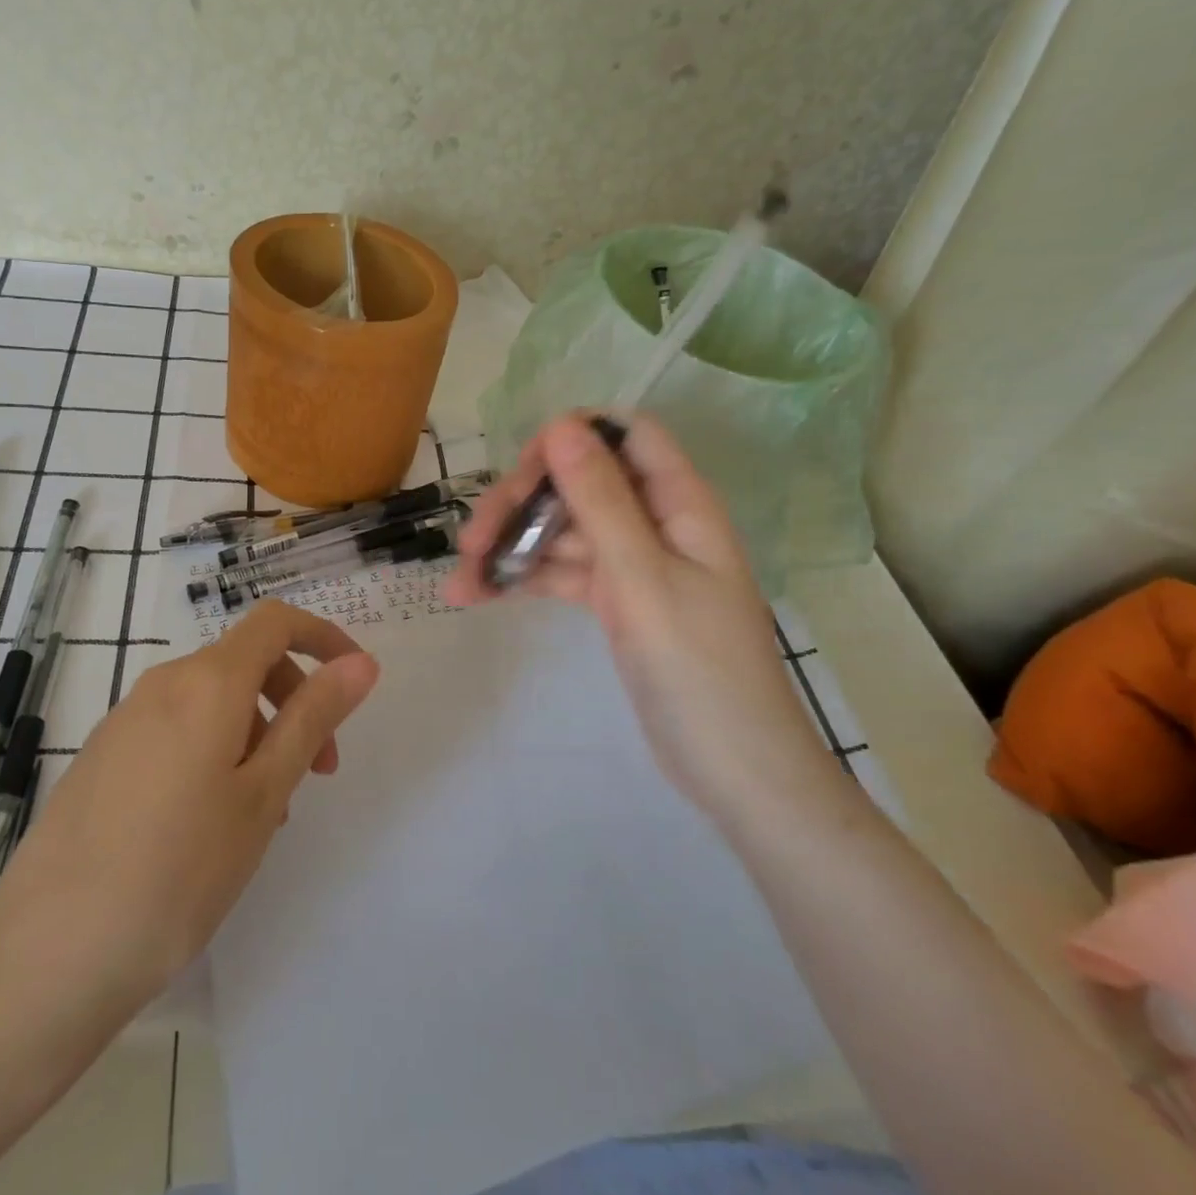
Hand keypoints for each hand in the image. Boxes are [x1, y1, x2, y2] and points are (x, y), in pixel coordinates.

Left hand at [0, 601, 379, 999]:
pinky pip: (177, 729)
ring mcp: (125, 719)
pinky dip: (215, 751)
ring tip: (264, 815)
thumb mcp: (263, 792)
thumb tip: (360, 662)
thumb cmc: (179, 870)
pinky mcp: (104, 755)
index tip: (354, 682)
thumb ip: (312, 718)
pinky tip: (210, 824)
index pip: (275, 621)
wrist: (49, 951)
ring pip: (212, 702)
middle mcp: (163, 684)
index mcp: (206, 682)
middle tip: (318, 772)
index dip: (322, 637)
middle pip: (245, 661)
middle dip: (294, 700)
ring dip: (256, 735)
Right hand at [446, 413, 825, 809]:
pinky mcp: (615, 601)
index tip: (522, 474)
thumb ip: (601, 499)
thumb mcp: (642, 577)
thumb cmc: (698, 668)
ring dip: (511, 548)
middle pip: (578, 484)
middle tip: (471, 542)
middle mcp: (654, 522)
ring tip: (462, 581)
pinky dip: (524, 581)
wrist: (733, 768)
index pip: (624, 435)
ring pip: (562, 531)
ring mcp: (632, 563)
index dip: (571, 440)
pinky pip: (562, 573)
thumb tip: (561, 426)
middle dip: (522, 504)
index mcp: (678, 503)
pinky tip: (479, 596)